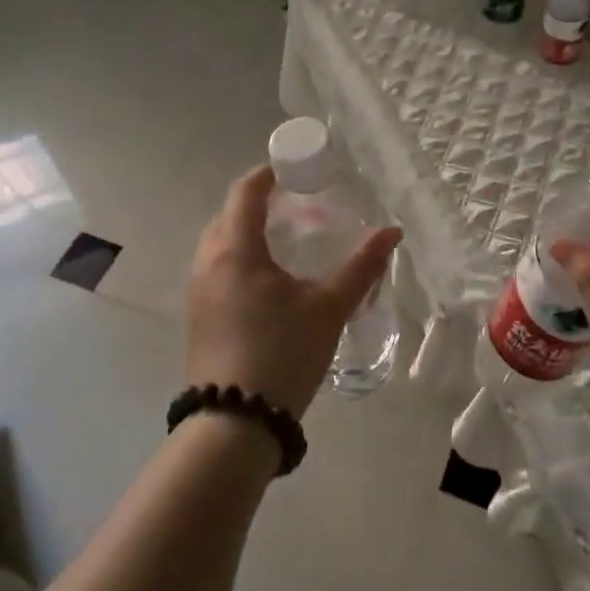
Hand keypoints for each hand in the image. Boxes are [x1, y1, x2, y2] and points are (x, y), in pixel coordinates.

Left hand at [185, 165, 401, 418]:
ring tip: (287, 240)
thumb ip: (361, 267)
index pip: (245, 192)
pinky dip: (240, 257)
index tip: (296, 167)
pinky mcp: (198, 316)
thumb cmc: (283, 353)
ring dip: (248, 231)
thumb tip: (392, 231)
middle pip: (228, 214)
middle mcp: (208, 262)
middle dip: (259, 202)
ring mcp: (197, 291)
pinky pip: (216, 268)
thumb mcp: (329, 308)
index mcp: (235, 250)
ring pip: (220, 243)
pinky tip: (269, 281)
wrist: (234, 423)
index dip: (269, 173)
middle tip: (298, 204)